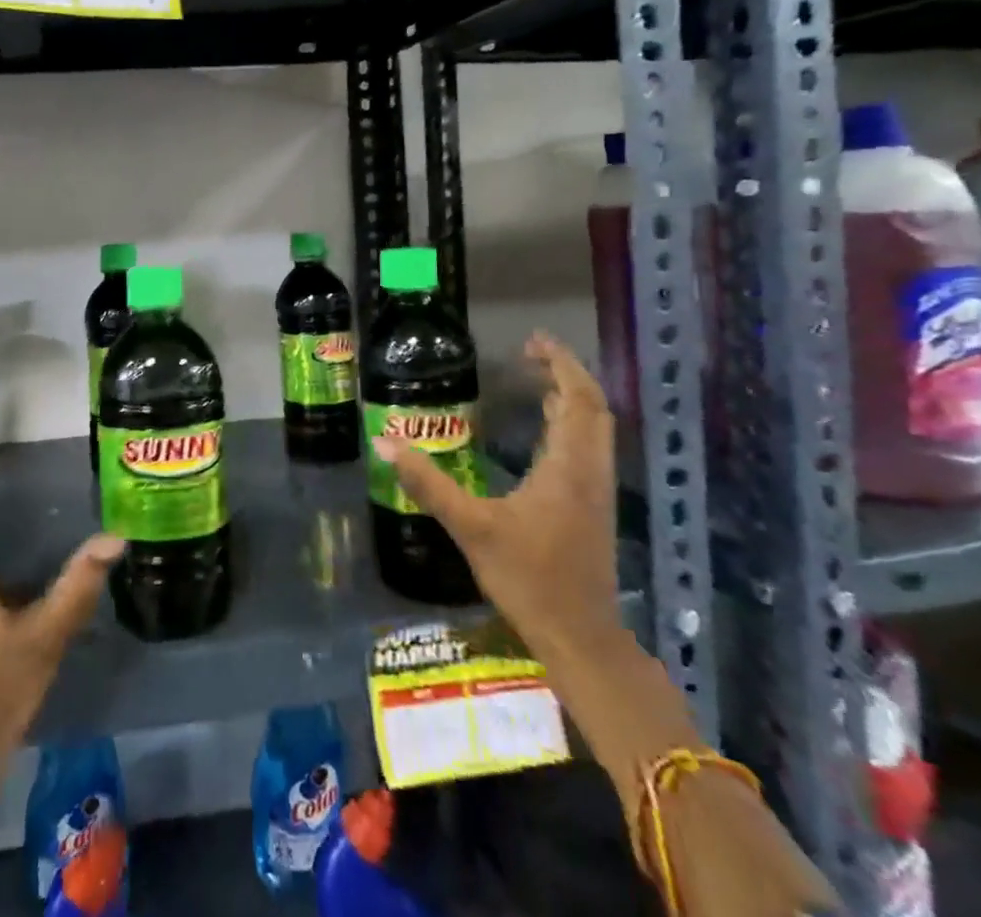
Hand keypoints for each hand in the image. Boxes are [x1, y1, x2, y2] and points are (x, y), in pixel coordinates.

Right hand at [372, 332, 623, 668]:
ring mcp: (595, 491)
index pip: (578, 399)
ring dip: (571, 398)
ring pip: (595, 429)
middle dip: (566, 374)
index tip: (533, 341)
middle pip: (593, 408)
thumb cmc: (529, 578)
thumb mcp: (470, 527)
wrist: (580, 638)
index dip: (561, 364)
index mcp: (568, 467)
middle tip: (530, 354)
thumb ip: (428, 483)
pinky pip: (588, 448)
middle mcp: (590, 471)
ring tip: (536, 379)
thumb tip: (385, 441)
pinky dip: (571, 423)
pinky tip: (544, 430)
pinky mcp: (591, 508)